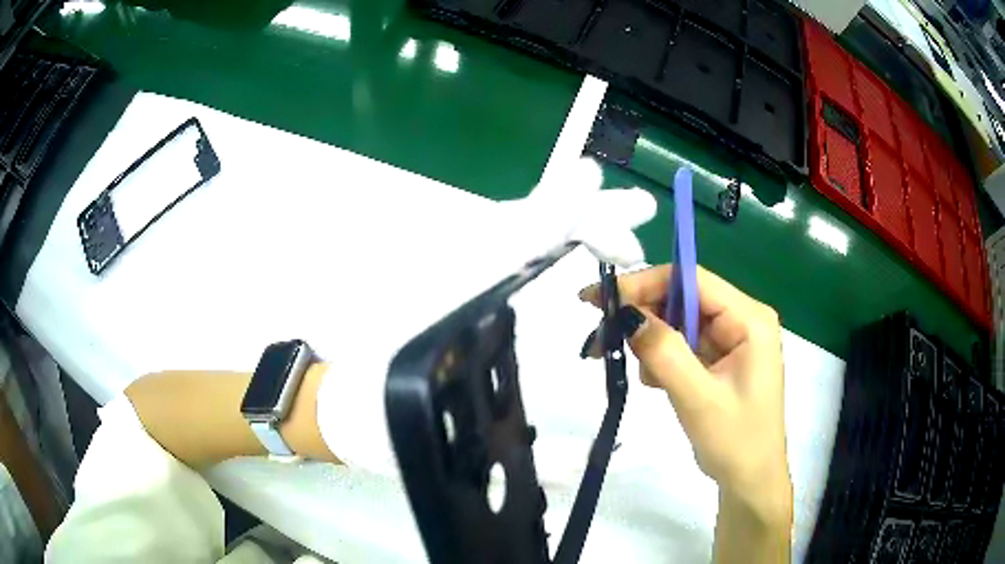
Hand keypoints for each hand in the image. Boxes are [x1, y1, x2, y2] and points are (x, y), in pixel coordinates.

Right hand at [580, 265, 791, 525]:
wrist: (750, 480)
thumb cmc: (735, 442)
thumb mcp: (698, 399)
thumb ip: (664, 353)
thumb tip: (626, 314)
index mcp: (749, 320)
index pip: (691, 280)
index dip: (645, 284)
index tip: (601, 300)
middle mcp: (742, 320)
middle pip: (683, 298)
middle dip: (643, 317)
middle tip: (601, 340)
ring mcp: (732, 339)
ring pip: (679, 322)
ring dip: (652, 343)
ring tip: (647, 379)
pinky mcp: (721, 358)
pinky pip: (683, 344)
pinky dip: (662, 358)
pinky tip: (659, 383)